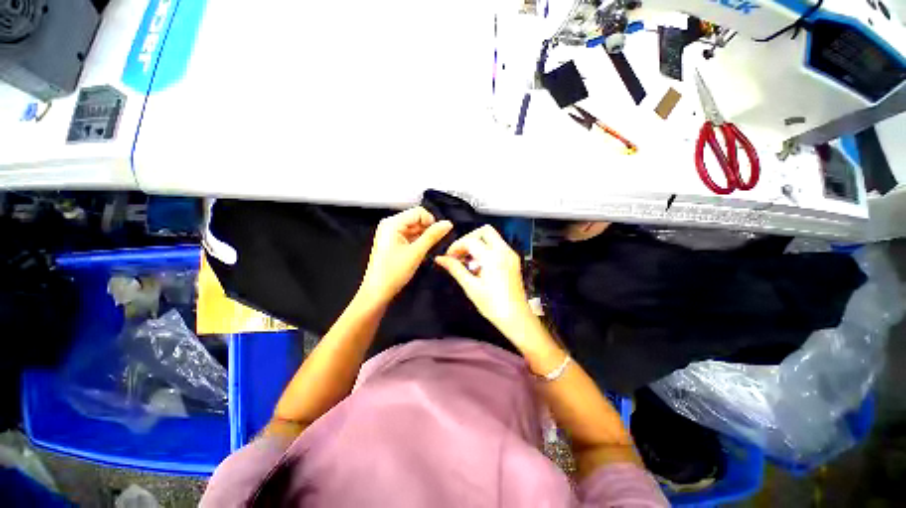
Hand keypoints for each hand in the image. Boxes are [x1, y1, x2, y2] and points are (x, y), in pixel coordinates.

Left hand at [360, 207, 452, 303]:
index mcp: (392, 223)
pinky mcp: (393, 242)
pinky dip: (417, 242)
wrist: (378, 292)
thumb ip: (433, 236)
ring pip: (415, 228)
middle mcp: (390, 224)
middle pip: (417, 219)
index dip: (431, 222)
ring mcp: (391, 233)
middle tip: (432, 246)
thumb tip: (447, 223)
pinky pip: (410, 236)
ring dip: (423, 237)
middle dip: (427, 230)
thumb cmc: (393, 272)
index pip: (419, 212)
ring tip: (424, 251)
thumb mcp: (416, 252)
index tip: (437, 236)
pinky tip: (419, 253)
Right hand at [435, 225, 535, 341]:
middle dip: (469, 238)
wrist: (516, 318)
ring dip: (477, 244)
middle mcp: (504, 251)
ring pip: (492, 237)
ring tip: (467, 261)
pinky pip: (498, 246)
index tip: (449, 257)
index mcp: (493, 257)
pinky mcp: (513, 261)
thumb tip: (440, 259)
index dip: (456, 246)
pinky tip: (478, 265)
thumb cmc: (492, 305)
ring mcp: (511, 255)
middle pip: (485, 231)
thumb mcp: (471, 287)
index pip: (471, 241)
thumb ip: (455, 269)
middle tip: (459, 253)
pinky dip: (486, 250)